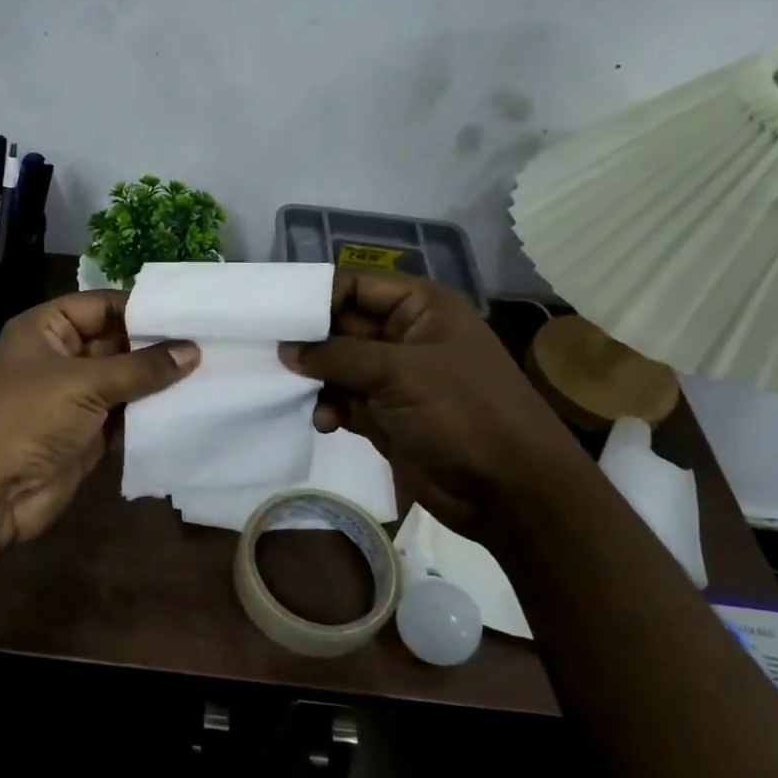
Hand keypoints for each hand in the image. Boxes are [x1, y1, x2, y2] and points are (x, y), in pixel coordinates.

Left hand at [0, 290, 198, 548]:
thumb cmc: (28, 417)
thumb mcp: (84, 382)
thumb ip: (141, 367)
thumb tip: (193, 350)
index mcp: (47, 329)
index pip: (101, 305)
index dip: (142, 307)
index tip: (191, 311)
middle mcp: (60, 358)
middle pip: (116, 342)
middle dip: (158, 345)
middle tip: (212, 342)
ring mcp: (74, 398)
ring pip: (124, 381)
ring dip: (159, 381)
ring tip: (212, 371)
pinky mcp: (87, 435)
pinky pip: (125, 416)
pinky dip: (151, 415)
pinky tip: (191, 407)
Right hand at [280, 271, 585, 536]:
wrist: (509, 492)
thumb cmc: (461, 413)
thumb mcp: (398, 372)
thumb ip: (338, 356)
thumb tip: (287, 349)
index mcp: (420, 307)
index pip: (356, 286)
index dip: (316, 297)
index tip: (274, 315)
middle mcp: (405, 336)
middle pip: (341, 325)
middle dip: (309, 341)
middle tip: (268, 353)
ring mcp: (394, 378)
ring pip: (337, 365)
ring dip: (315, 379)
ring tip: (292, 391)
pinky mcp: (385, 415)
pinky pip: (343, 400)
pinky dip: (328, 408)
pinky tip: (324, 423)